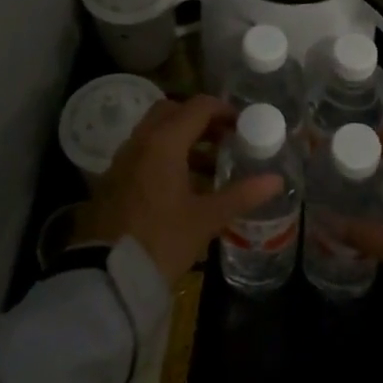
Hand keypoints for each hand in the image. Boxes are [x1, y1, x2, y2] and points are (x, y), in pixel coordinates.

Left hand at [71, 95, 284, 285]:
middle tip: (225, 139)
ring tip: (210, 165)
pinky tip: (183, 185)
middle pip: (172, 111)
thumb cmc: (161, 241)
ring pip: (155, 132)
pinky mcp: (114, 179)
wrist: (106, 275)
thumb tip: (276, 180)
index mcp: (164, 142)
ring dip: (183, 138)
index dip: (224, 110)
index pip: (198, 107)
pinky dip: (165, 155)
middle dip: (200, 120)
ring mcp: (123, 159)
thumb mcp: (206, 219)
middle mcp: (141, 141)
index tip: (243, 126)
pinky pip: (144, 151)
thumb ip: (241, 195)